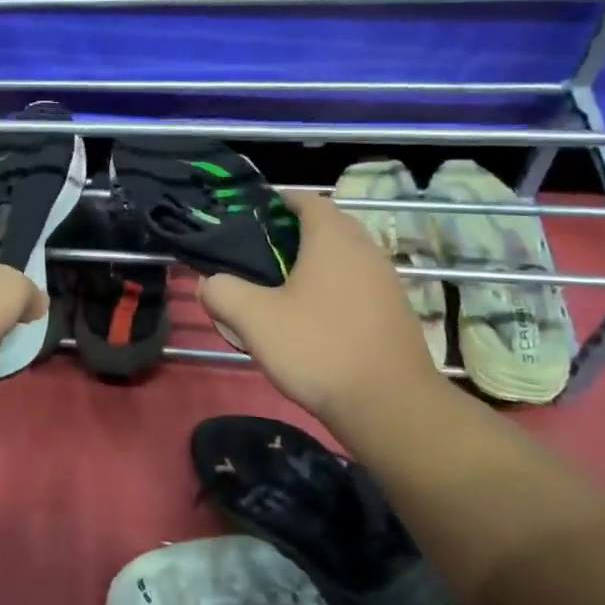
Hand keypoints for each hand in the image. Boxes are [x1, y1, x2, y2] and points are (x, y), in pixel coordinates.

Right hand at [199, 193, 439, 416]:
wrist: (389, 405)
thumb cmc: (318, 347)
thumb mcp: (254, 319)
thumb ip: (223, 292)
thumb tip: (208, 282)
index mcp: (333, 238)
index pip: (307, 199)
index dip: (278, 202)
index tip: (251, 218)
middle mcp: (365, 249)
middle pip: (327, 225)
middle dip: (293, 233)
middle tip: (259, 255)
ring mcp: (386, 280)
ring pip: (345, 256)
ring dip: (315, 263)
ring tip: (282, 287)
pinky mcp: (395, 311)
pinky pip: (358, 284)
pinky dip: (334, 288)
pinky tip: (313, 318)